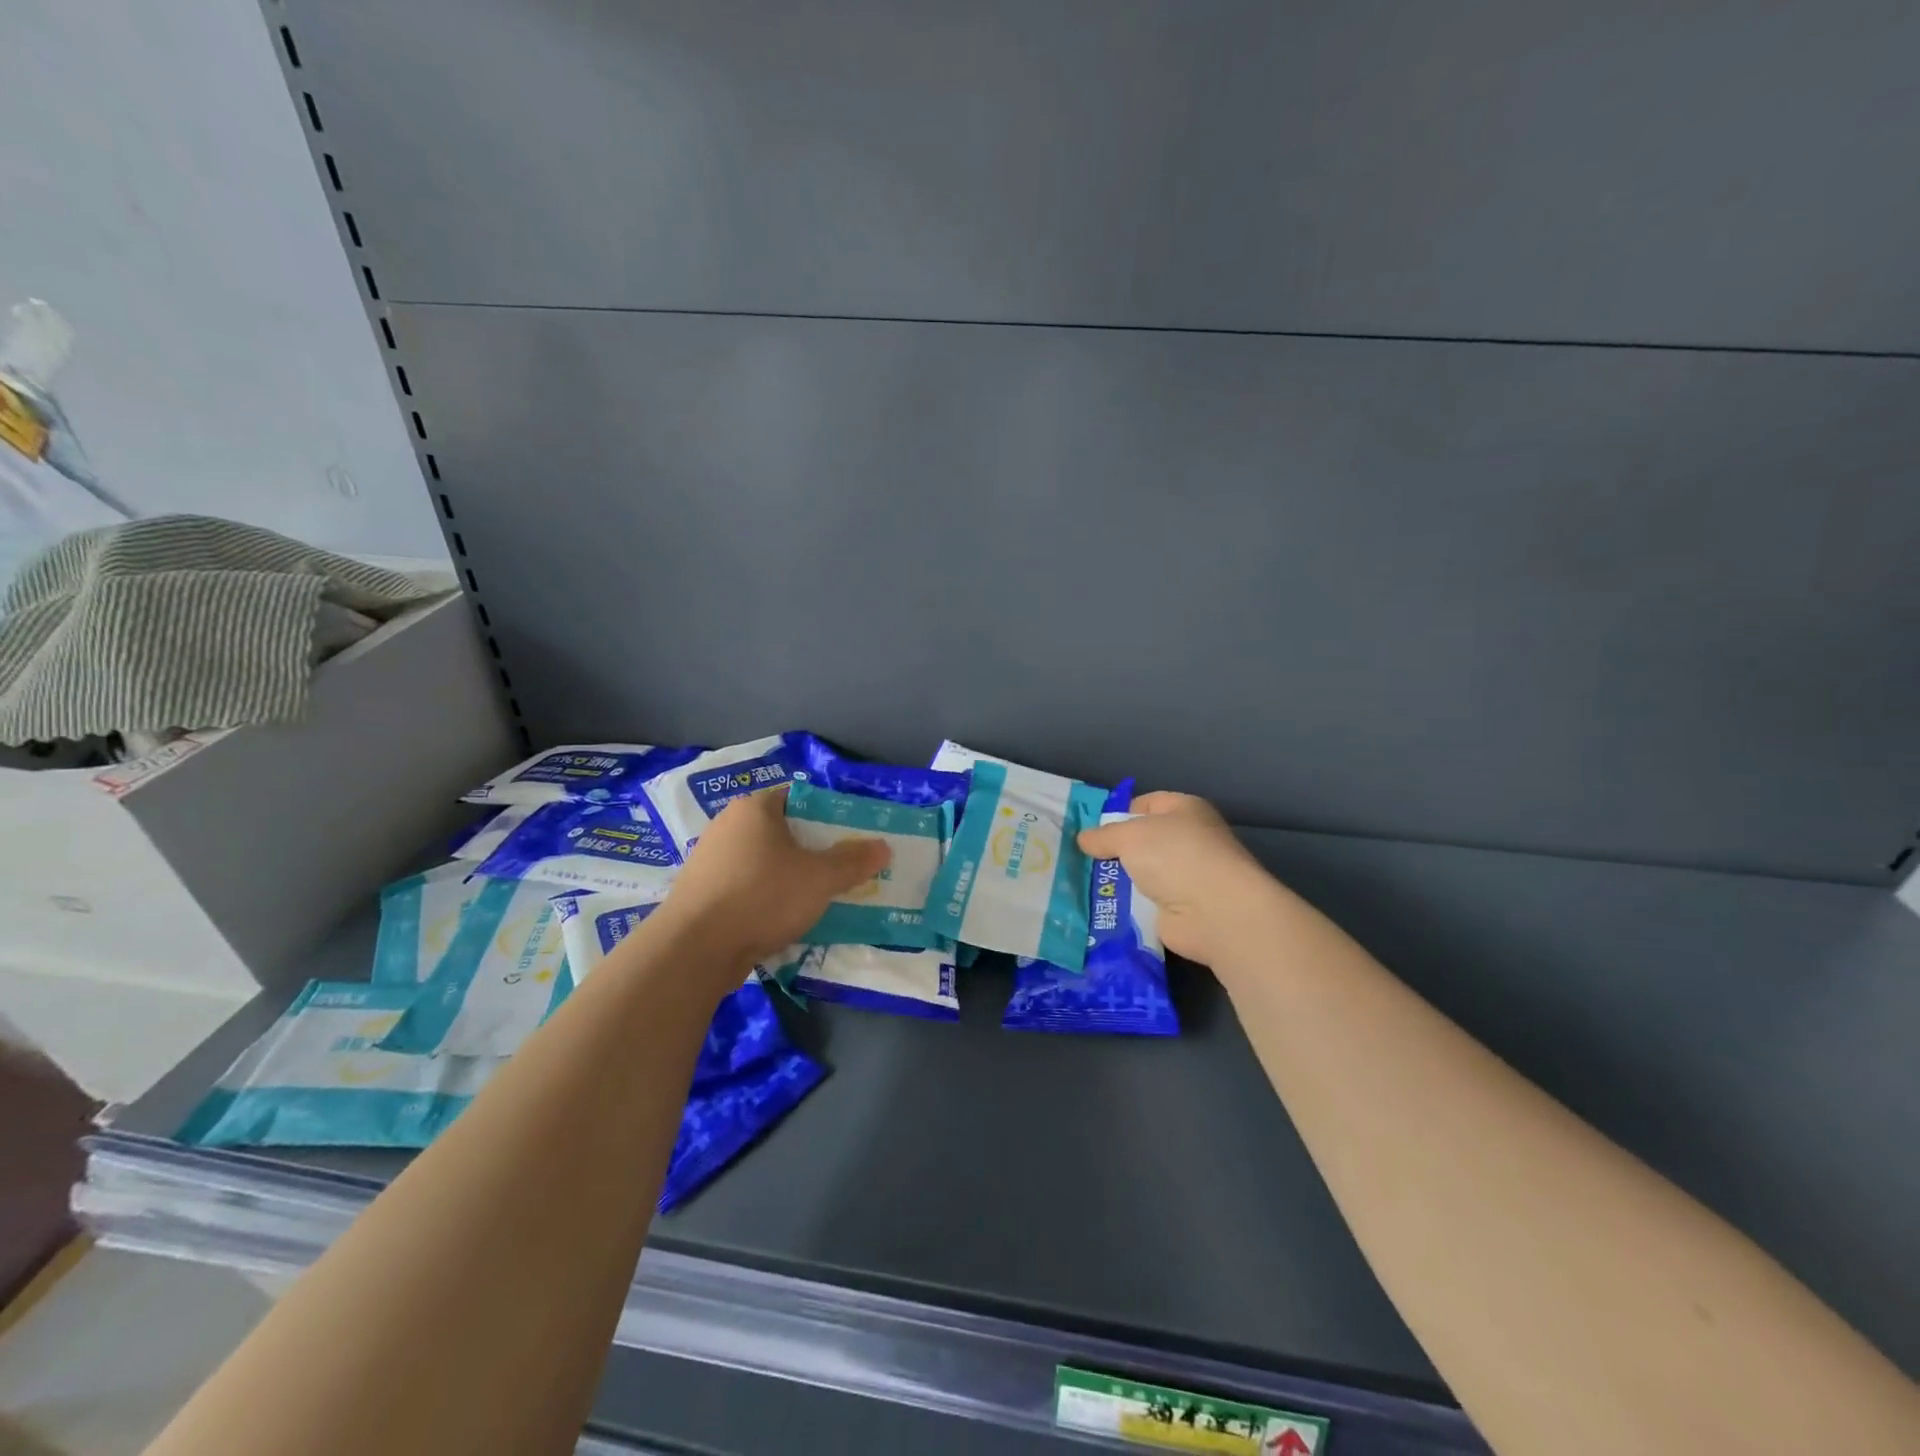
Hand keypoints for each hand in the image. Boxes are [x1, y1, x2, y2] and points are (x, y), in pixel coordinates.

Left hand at [654, 786, 889, 964]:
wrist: (693, 950)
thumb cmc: (761, 897)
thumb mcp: (820, 878)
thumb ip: (853, 861)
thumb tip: (883, 847)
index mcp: (754, 808)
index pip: (800, 798)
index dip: (829, 814)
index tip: (852, 836)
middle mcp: (728, 826)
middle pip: (784, 830)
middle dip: (813, 850)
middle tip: (843, 869)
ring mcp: (711, 861)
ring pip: (765, 862)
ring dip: (791, 877)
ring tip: (820, 898)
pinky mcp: (702, 893)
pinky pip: (747, 887)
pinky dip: (767, 898)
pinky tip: (785, 919)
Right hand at [1077, 792, 1277, 966]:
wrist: (1214, 911)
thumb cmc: (1175, 856)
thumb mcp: (1130, 835)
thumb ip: (1103, 835)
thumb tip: (1083, 839)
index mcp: (1185, 810)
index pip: (1146, 804)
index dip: (1119, 814)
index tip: (1092, 830)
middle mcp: (1189, 840)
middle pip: (1142, 841)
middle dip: (1114, 850)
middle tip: (1081, 860)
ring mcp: (1186, 877)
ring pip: (1141, 873)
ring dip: (1118, 881)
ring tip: (1083, 885)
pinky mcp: (1180, 909)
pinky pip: (1144, 902)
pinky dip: (1126, 907)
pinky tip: (1101, 908)